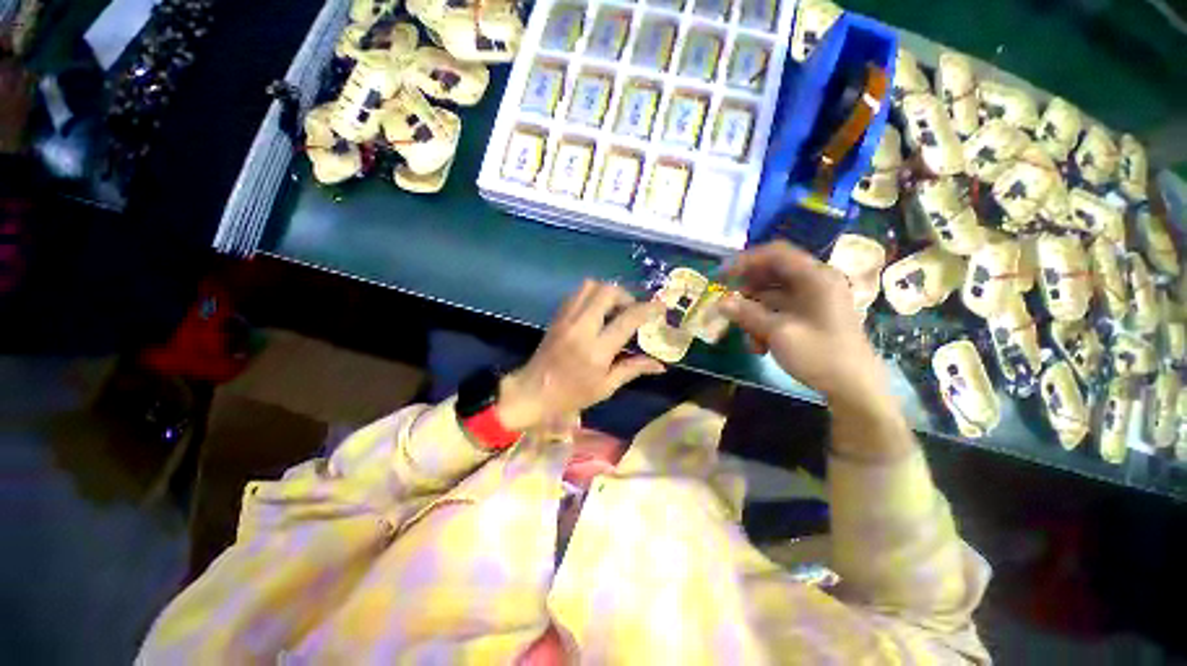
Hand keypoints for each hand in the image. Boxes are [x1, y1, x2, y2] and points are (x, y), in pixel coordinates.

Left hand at [496, 281, 665, 429]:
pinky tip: (596, 311)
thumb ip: (633, 369)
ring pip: (590, 286)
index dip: (648, 309)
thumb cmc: (571, 395)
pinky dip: (591, 295)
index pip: (628, 319)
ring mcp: (566, 318)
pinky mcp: (557, 316)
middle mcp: (581, 327)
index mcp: (596, 350)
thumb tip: (660, 365)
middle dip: (626, 295)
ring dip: (607, 292)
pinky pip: (577, 293)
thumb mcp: (606, 387)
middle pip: (607, 291)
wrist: (532, 392)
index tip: (661, 307)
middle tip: (631, 310)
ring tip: (614, 309)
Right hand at [718, 241, 887, 407]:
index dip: (745, 261)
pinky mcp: (810, 315)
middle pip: (772, 273)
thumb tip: (720, 303)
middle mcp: (815, 282)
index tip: (722, 275)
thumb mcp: (778, 333)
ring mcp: (814, 299)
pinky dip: (764, 323)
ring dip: (754, 312)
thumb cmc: (820, 355)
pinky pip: (780, 310)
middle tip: (726, 302)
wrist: (854, 388)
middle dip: (747, 290)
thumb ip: (748, 314)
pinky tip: (758, 345)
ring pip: (772, 294)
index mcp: (815, 278)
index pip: (775, 254)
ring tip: (745, 336)